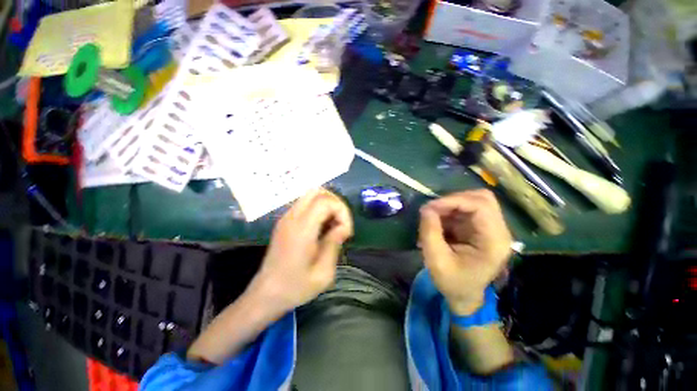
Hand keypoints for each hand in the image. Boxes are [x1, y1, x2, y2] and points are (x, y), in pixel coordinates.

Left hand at [248, 189, 352, 314]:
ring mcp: (287, 217)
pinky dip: (319, 208)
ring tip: (333, 225)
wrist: (267, 294)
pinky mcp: (285, 220)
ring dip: (327, 205)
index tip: (346, 232)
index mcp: (301, 229)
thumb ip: (334, 244)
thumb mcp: (323, 273)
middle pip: (318, 192)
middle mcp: (292, 218)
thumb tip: (342, 227)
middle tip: (341, 224)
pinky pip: (306, 203)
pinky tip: (322, 227)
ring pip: (311, 194)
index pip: (325, 201)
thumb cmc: (296, 287)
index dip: (342, 211)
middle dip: (336, 204)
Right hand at [419, 189, 511, 315]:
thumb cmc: (453, 282)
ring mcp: (490, 227)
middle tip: (432, 210)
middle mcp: (498, 230)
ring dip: (450, 205)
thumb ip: (430, 232)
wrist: (464, 296)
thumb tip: (426, 208)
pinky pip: (465, 209)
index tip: (430, 207)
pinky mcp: (479, 227)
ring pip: (472, 200)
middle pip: (481, 198)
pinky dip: (449, 211)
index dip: (454, 200)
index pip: (481, 205)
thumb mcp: (436, 261)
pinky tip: (438, 222)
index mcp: (494, 241)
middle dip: (453, 200)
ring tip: (433, 217)